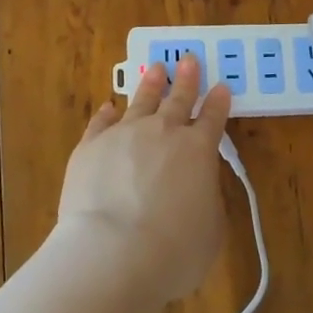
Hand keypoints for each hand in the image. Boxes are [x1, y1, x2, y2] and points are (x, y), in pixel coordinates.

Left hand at [56, 54, 233, 302]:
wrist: (113, 253)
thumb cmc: (174, 251)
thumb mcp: (211, 230)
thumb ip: (207, 200)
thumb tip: (197, 188)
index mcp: (199, 150)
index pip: (213, 118)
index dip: (218, 103)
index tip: (221, 87)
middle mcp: (163, 133)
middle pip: (178, 99)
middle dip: (186, 79)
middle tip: (189, 59)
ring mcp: (124, 134)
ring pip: (141, 100)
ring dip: (150, 84)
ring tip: (155, 68)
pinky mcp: (90, 146)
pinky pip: (101, 122)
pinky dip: (107, 113)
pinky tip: (108, 106)